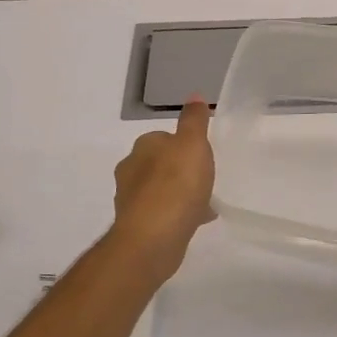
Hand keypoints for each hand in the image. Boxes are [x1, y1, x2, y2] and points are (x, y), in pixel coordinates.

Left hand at [112, 97, 215, 278]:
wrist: (152, 239)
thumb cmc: (175, 185)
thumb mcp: (192, 144)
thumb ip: (194, 121)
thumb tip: (194, 96)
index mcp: (142, 147)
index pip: (164, 138)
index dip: (185, 145)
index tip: (203, 155)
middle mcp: (130, 170)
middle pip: (161, 164)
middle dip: (181, 171)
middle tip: (206, 179)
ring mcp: (131, 200)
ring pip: (161, 190)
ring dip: (180, 194)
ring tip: (206, 203)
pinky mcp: (137, 226)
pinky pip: (162, 214)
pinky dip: (178, 214)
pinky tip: (197, 221)